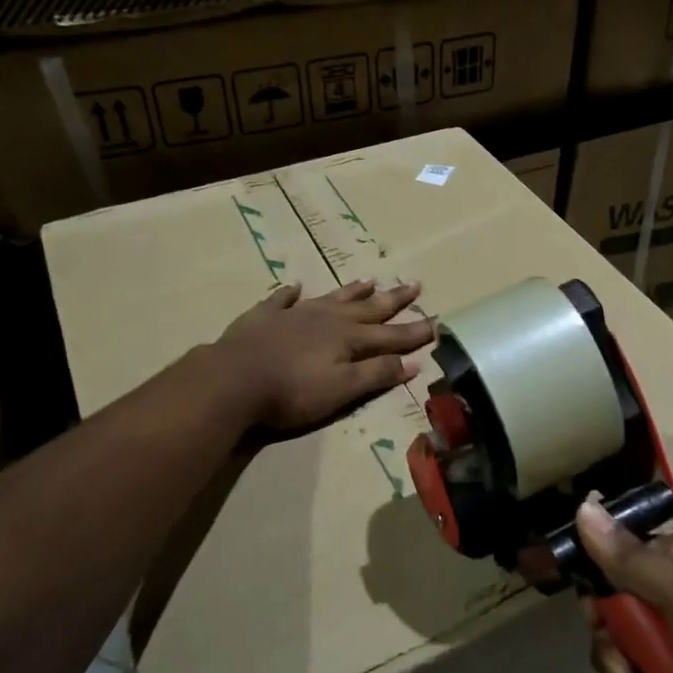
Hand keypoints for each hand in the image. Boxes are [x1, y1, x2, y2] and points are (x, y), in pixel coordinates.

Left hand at [216, 279, 435, 433]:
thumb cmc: (293, 391)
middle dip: (393, 299)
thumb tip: (413, 362)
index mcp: (349, 339)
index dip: (415, 331)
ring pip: (332, 298)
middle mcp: (327, 319)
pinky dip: (291, 293)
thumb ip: (377, 374)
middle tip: (414, 284)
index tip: (438, 321)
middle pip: (367, 308)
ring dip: (353, 291)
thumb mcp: (343, 390)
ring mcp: (295, 314)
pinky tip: (296, 286)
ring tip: (370, 280)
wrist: (234, 379)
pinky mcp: (264, 316)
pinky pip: (283, 299)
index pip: (391, 335)